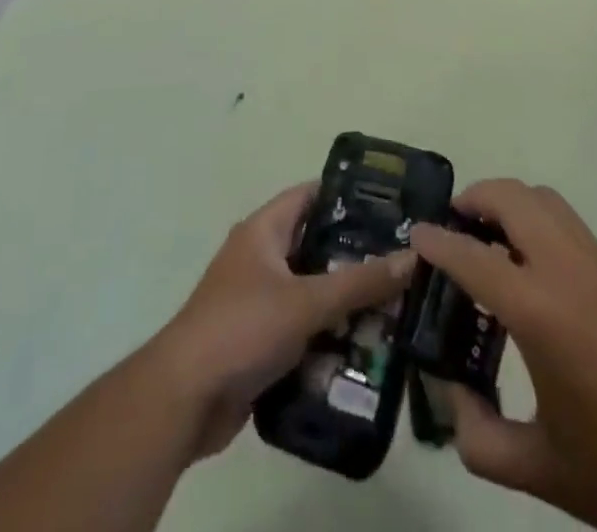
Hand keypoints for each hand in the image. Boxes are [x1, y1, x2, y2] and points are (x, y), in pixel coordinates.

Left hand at [150, 184, 414, 460]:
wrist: (184, 400)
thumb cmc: (242, 329)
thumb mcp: (305, 302)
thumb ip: (359, 282)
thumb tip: (412, 257)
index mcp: (263, 231)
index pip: (310, 196)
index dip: (347, 198)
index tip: (389, 207)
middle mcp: (260, 257)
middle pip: (316, 247)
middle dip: (355, 258)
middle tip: (402, 264)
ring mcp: (258, 301)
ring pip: (312, 292)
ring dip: (345, 303)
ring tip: (395, 309)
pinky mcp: (259, 341)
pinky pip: (302, 328)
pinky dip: (328, 335)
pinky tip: (365, 348)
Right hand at [410, 180, 596, 531]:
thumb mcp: (546, 471)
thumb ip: (481, 439)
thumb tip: (455, 399)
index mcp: (541, 311)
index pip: (471, 256)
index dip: (438, 241)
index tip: (417, 233)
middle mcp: (571, 270)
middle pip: (515, 197)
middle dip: (477, 198)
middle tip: (458, 225)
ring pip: (550, 203)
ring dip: (515, 207)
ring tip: (498, 244)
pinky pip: (578, 235)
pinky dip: (547, 236)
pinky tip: (550, 289)